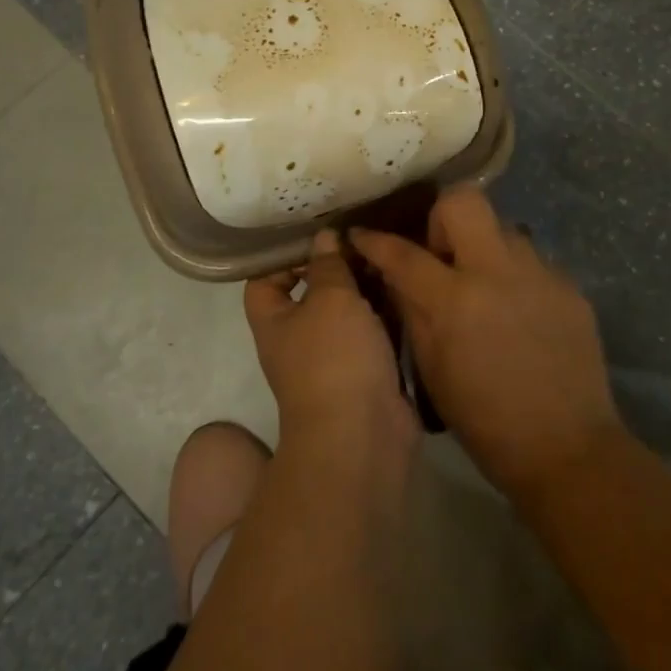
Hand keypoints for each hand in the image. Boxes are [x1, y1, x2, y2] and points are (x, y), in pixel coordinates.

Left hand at [244, 229, 417, 451]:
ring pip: (348, 313)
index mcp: (274, 322)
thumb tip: (323, 238)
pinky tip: (405, 290)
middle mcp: (299, 340)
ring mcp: (334, 360)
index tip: (320, 235)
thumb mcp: (330, 298)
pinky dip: (387, 314)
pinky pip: (373, 334)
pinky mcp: (366, 373)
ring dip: (367, 289)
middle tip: (365, 238)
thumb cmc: (334, 358)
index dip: (286, 256)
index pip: (265, 280)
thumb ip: (328, 265)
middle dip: (337, 267)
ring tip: (390, 256)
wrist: (362, 435)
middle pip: (312, 293)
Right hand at [351, 187, 623, 506]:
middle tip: (441, 255)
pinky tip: (517, 311)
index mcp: (455, 300)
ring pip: (503, 228)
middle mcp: (497, 272)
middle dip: (441, 217)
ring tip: (484, 286)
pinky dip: (515, 276)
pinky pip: (532, 261)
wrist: (566, 448)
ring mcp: (539, 274)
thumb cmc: (485, 420)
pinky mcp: (570, 286)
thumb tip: (395, 276)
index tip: (361, 235)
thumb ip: (412, 312)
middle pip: (463, 202)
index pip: (403, 253)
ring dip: (484, 248)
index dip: (374, 241)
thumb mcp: (432, 370)